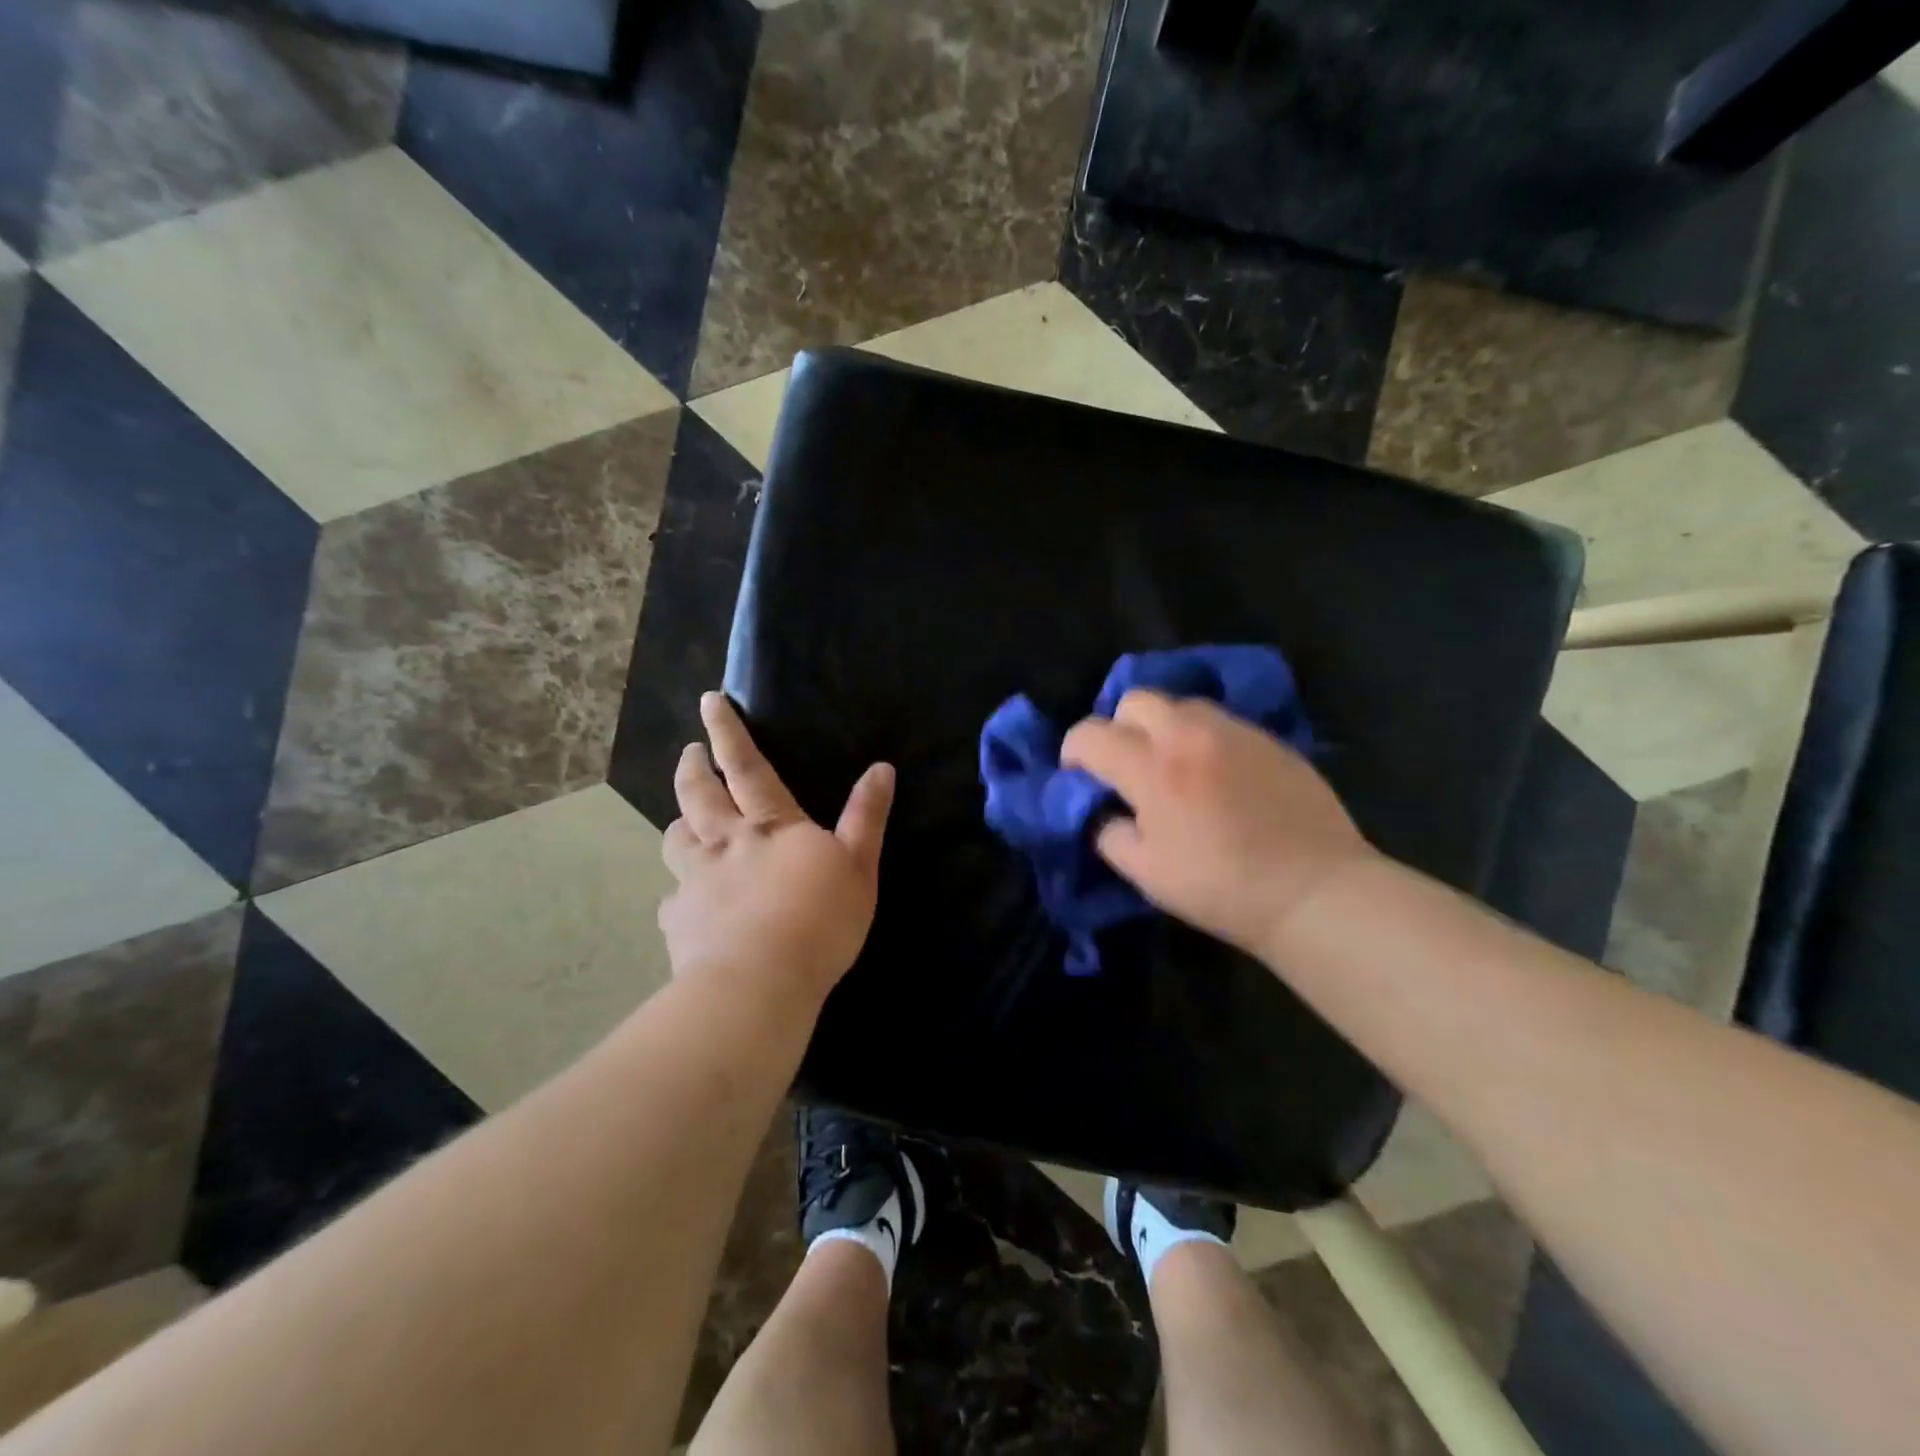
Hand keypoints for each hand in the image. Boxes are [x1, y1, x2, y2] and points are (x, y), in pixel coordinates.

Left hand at [660, 693, 894, 1002]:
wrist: (759, 983)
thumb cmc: (819, 920)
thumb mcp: (859, 865)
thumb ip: (866, 816)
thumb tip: (881, 768)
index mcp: (770, 826)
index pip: (745, 767)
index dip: (727, 732)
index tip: (709, 701)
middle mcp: (725, 843)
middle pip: (698, 795)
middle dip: (692, 767)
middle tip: (689, 752)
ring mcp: (695, 881)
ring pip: (676, 839)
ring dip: (680, 823)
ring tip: (684, 822)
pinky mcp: (679, 921)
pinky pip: (672, 899)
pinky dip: (679, 894)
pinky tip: (684, 905)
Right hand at [1060, 689, 1377, 962]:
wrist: (1316, 891)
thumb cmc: (1222, 888)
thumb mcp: (1147, 874)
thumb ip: (1109, 834)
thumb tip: (1104, 812)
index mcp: (1152, 769)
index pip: (1090, 734)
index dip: (1074, 754)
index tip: (1081, 778)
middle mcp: (1189, 734)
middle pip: (1134, 700)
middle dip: (1118, 728)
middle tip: (1128, 767)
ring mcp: (1234, 731)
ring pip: (1180, 705)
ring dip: (1162, 728)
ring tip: (1173, 768)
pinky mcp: (1268, 739)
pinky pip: (1220, 722)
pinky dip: (1201, 739)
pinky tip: (1216, 776)